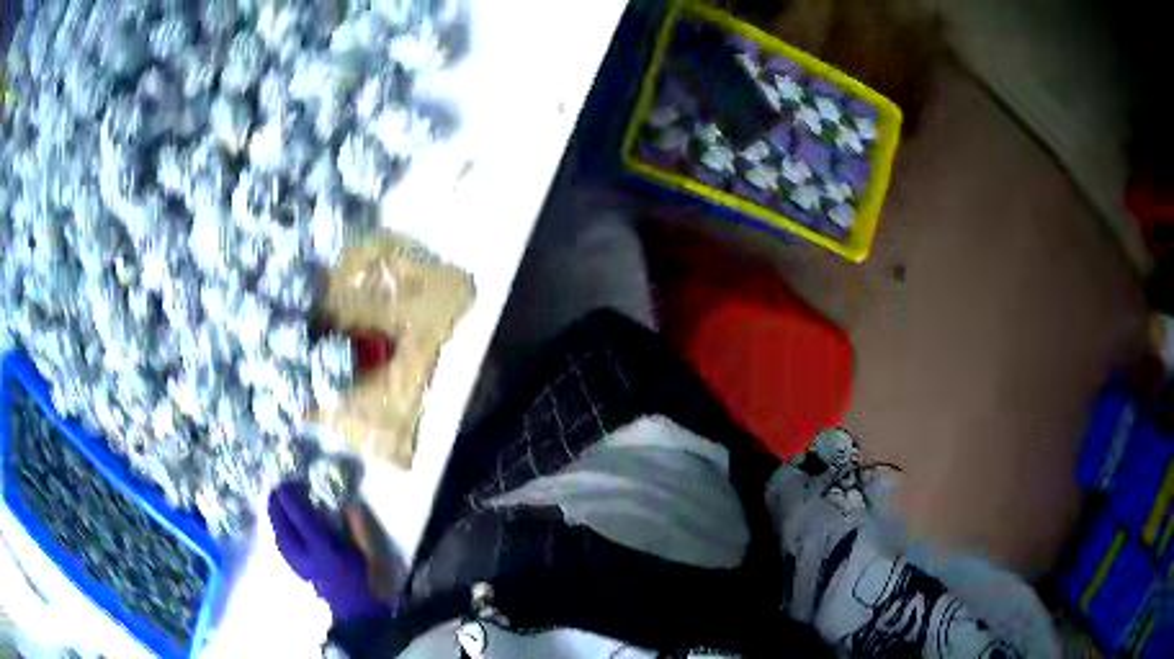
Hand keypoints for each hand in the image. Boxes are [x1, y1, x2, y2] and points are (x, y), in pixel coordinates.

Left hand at [269, 482, 393, 621]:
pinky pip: (281, 541)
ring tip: (277, 502)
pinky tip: (282, 523)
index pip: (301, 518)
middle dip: (276, 505)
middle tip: (278, 488)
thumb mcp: (361, 550)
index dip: (291, 499)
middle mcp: (304, 554)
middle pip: (282, 525)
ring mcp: (296, 562)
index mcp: (322, 548)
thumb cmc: (361, 577)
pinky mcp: (295, 567)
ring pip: (277, 532)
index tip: (285, 482)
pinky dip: (279, 528)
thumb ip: (350, 526)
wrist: (354, 609)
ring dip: (275, 515)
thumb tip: (341, 502)